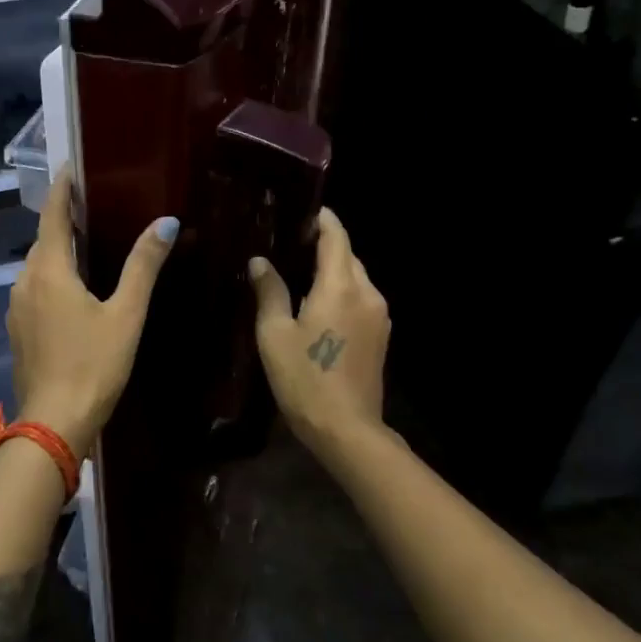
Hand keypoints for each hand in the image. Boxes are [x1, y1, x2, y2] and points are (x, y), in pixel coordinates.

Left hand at [6, 174, 178, 459]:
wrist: (54, 424)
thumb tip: (166, 222)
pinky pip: (35, 289)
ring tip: (90, 244)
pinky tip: (75, 289)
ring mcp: (17, 307)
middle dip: (65, 219)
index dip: (63, 188)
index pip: (53, 215)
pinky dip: (53, 277)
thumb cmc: (94, 365)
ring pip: (38, 266)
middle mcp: (25, 281)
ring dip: (59, 251)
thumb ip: (143, 266)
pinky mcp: (18, 329)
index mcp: (49, 270)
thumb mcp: (126, 314)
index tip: (74, 166)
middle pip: (44, 239)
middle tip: (96, 206)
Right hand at [249, 208, 389, 459]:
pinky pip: (360, 298)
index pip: (336, 237)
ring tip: (300, 271)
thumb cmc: (305, 379)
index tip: (302, 211)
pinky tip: (318, 303)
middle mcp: (367, 293)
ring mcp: (379, 315)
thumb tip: (260, 261)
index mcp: (340, 287)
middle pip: (348, 255)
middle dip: (324, 244)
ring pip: (356, 277)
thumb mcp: (275, 334)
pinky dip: (341, 290)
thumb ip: (269, 291)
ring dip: (333, 269)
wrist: (347, 430)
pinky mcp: (381, 335)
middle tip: (290, 242)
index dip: (322, 219)